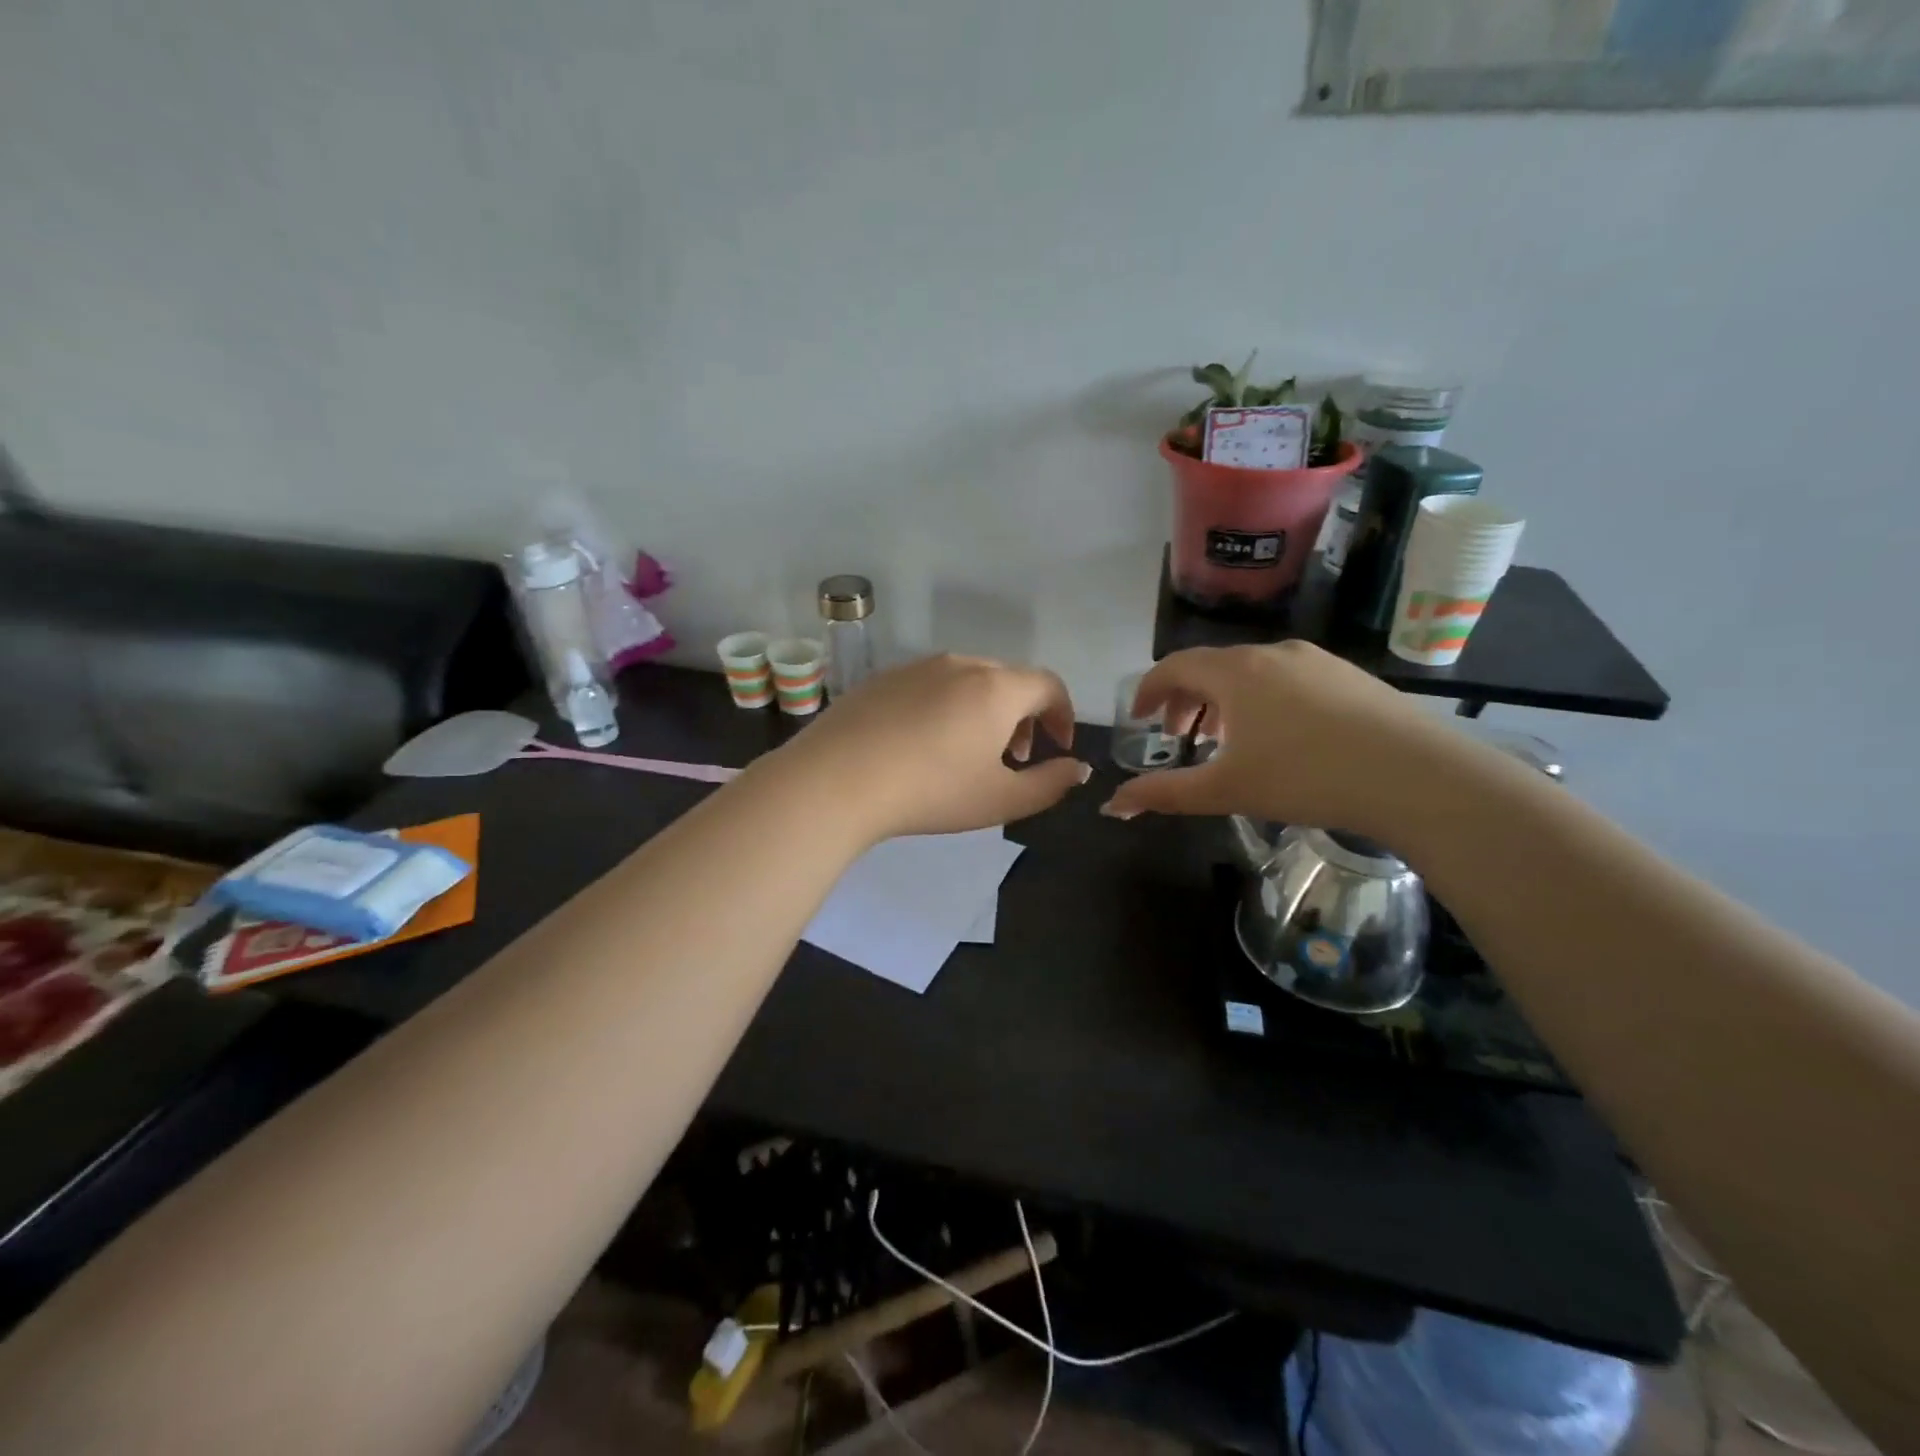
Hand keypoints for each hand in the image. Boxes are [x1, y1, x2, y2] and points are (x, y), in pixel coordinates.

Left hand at [781, 654, 1089, 840]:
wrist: (837, 780)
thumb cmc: (931, 791)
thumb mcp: (1001, 800)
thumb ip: (1050, 784)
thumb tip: (1076, 767)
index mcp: (996, 687)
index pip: (1048, 685)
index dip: (1063, 714)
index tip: (1058, 746)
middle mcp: (960, 664)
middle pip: (1008, 679)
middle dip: (1024, 715)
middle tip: (1014, 757)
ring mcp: (916, 667)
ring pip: (967, 680)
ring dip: (984, 710)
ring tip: (969, 752)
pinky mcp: (881, 678)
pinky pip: (929, 685)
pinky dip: (945, 707)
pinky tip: (922, 744)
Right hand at [1102, 642, 1442, 835]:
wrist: (1416, 776)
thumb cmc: (1306, 778)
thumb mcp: (1225, 790)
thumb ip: (1163, 794)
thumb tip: (1111, 806)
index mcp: (1234, 672)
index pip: (1174, 666)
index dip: (1149, 690)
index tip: (1140, 717)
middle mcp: (1271, 653)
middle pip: (1211, 666)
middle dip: (1186, 699)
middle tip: (1179, 735)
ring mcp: (1315, 660)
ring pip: (1251, 672)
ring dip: (1225, 700)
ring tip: (1227, 739)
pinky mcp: (1348, 675)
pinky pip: (1287, 678)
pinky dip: (1263, 700)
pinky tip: (1281, 737)